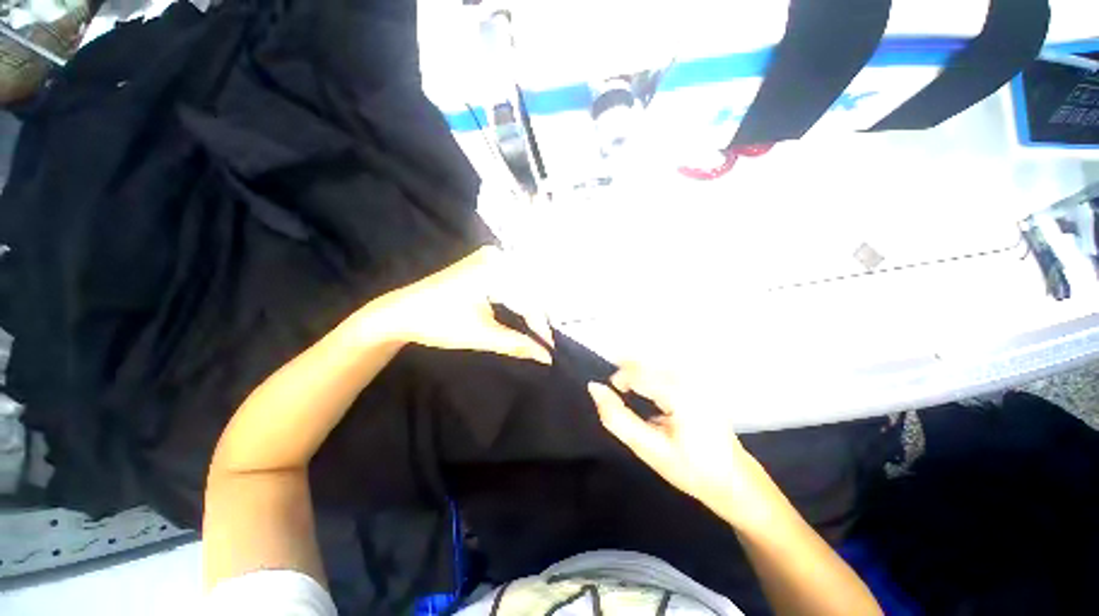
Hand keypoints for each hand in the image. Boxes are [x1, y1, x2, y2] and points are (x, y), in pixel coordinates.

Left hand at [370, 246, 552, 363]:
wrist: (401, 312)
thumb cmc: (439, 324)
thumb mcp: (482, 335)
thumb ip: (517, 344)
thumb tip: (547, 358)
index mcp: (494, 271)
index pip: (528, 300)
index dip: (541, 326)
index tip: (550, 349)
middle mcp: (496, 257)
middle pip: (529, 289)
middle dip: (538, 316)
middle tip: (545, 341)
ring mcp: (490, 257)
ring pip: (523, 284)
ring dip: (531, 307)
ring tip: (538, 329)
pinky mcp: (484, 262)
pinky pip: (512, 279)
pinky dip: (520, 297)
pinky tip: (524, 312)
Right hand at [588, 367, 776, 529]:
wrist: (734, 481)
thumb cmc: (691, 470)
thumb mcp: (648, 450)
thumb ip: (617, 418)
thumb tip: (595, 388)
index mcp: (680, 395)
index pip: (637, 372)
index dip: (618, 379)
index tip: (612, 395)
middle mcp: (689, 379)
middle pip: (645, 362)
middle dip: (626, 373)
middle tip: (618, 394)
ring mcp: (697, 379)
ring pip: (653, 362)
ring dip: (636, 373)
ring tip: (628, 390)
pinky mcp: (698, 382)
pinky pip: (664, 369)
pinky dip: (648, 375)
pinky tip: (646, 391)